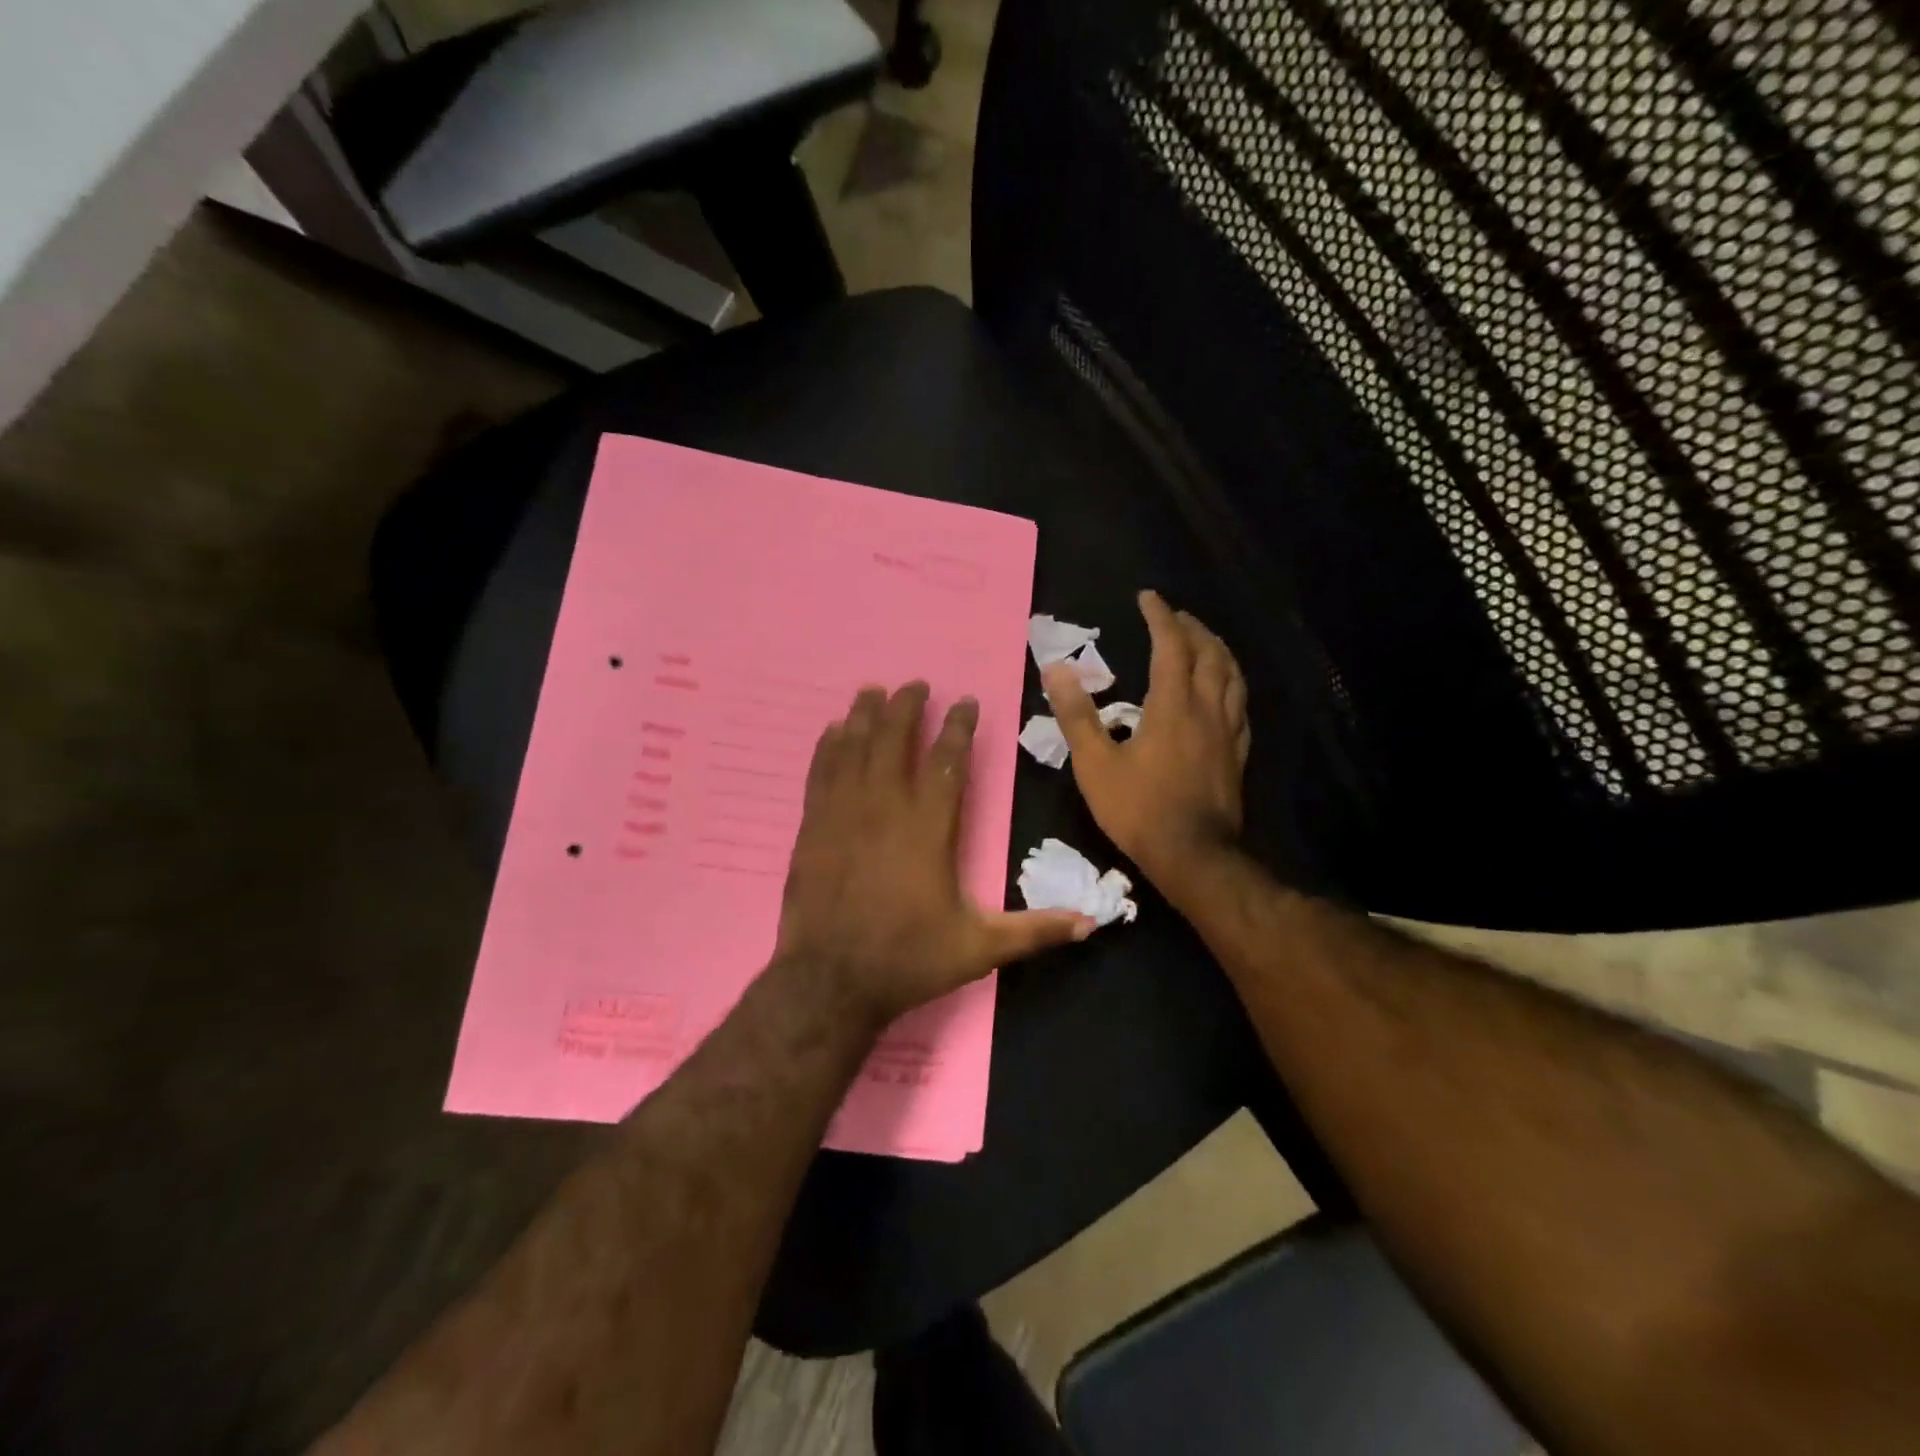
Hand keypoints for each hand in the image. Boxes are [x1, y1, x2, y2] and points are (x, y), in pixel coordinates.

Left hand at [776, 682, 1094, 1025]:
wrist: (831, 983)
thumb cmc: (908, 960)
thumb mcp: (980, 948)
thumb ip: (1034, 931)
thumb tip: (1092, 923)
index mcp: (929, 829)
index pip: (947, 762)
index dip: (959, 728)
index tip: (966, 702)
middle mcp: (885, 809)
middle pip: (894, 740)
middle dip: (907, 707)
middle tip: (915, 684)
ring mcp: (843, 815)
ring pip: (854, 749)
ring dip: (864, 716)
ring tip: (872, 691)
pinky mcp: (812, 828)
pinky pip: (820, 774)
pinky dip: (826, 748)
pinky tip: (831, 731)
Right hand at [1043, 590, 1249, 890]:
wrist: (1193, 856)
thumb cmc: (1139, 810)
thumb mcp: (1095, 765)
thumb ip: (1076, 715)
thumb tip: (1055, 670)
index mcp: (1172, 706)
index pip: (1171, 646)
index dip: (1161, 617)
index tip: (1148, 597)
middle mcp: (1207, 710)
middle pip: (1210, 654)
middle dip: (1193, 628)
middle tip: (1175, 616)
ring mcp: (1228, 733)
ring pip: (1233, 677)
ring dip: (1218, 651)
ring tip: (1204, 642)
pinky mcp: (1236, 755)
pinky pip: (1241, 706)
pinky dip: (1232, 685)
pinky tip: (1224, 692)